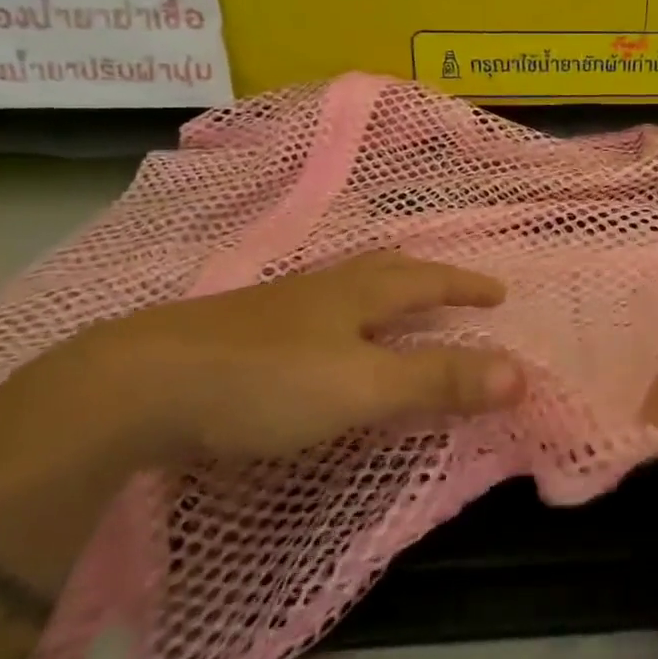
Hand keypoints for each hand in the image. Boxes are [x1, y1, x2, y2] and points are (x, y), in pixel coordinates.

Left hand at [41, 251, 524, 464]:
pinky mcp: (237, 335)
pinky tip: (318, 337)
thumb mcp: (363, 386)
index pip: (425, 279)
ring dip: (378, 292)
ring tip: (392, 304)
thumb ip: (438, 381)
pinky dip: (337, 316)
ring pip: (341, 288)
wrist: (136, 387)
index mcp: (354, 294)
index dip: (464, 285)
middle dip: (423, 277)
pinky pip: (308, 313)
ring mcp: (273, 309)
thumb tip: (521, 373)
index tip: (498, 292)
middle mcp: (318, 290)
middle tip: (448, 286)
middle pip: (382, 270)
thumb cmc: (265, 382)